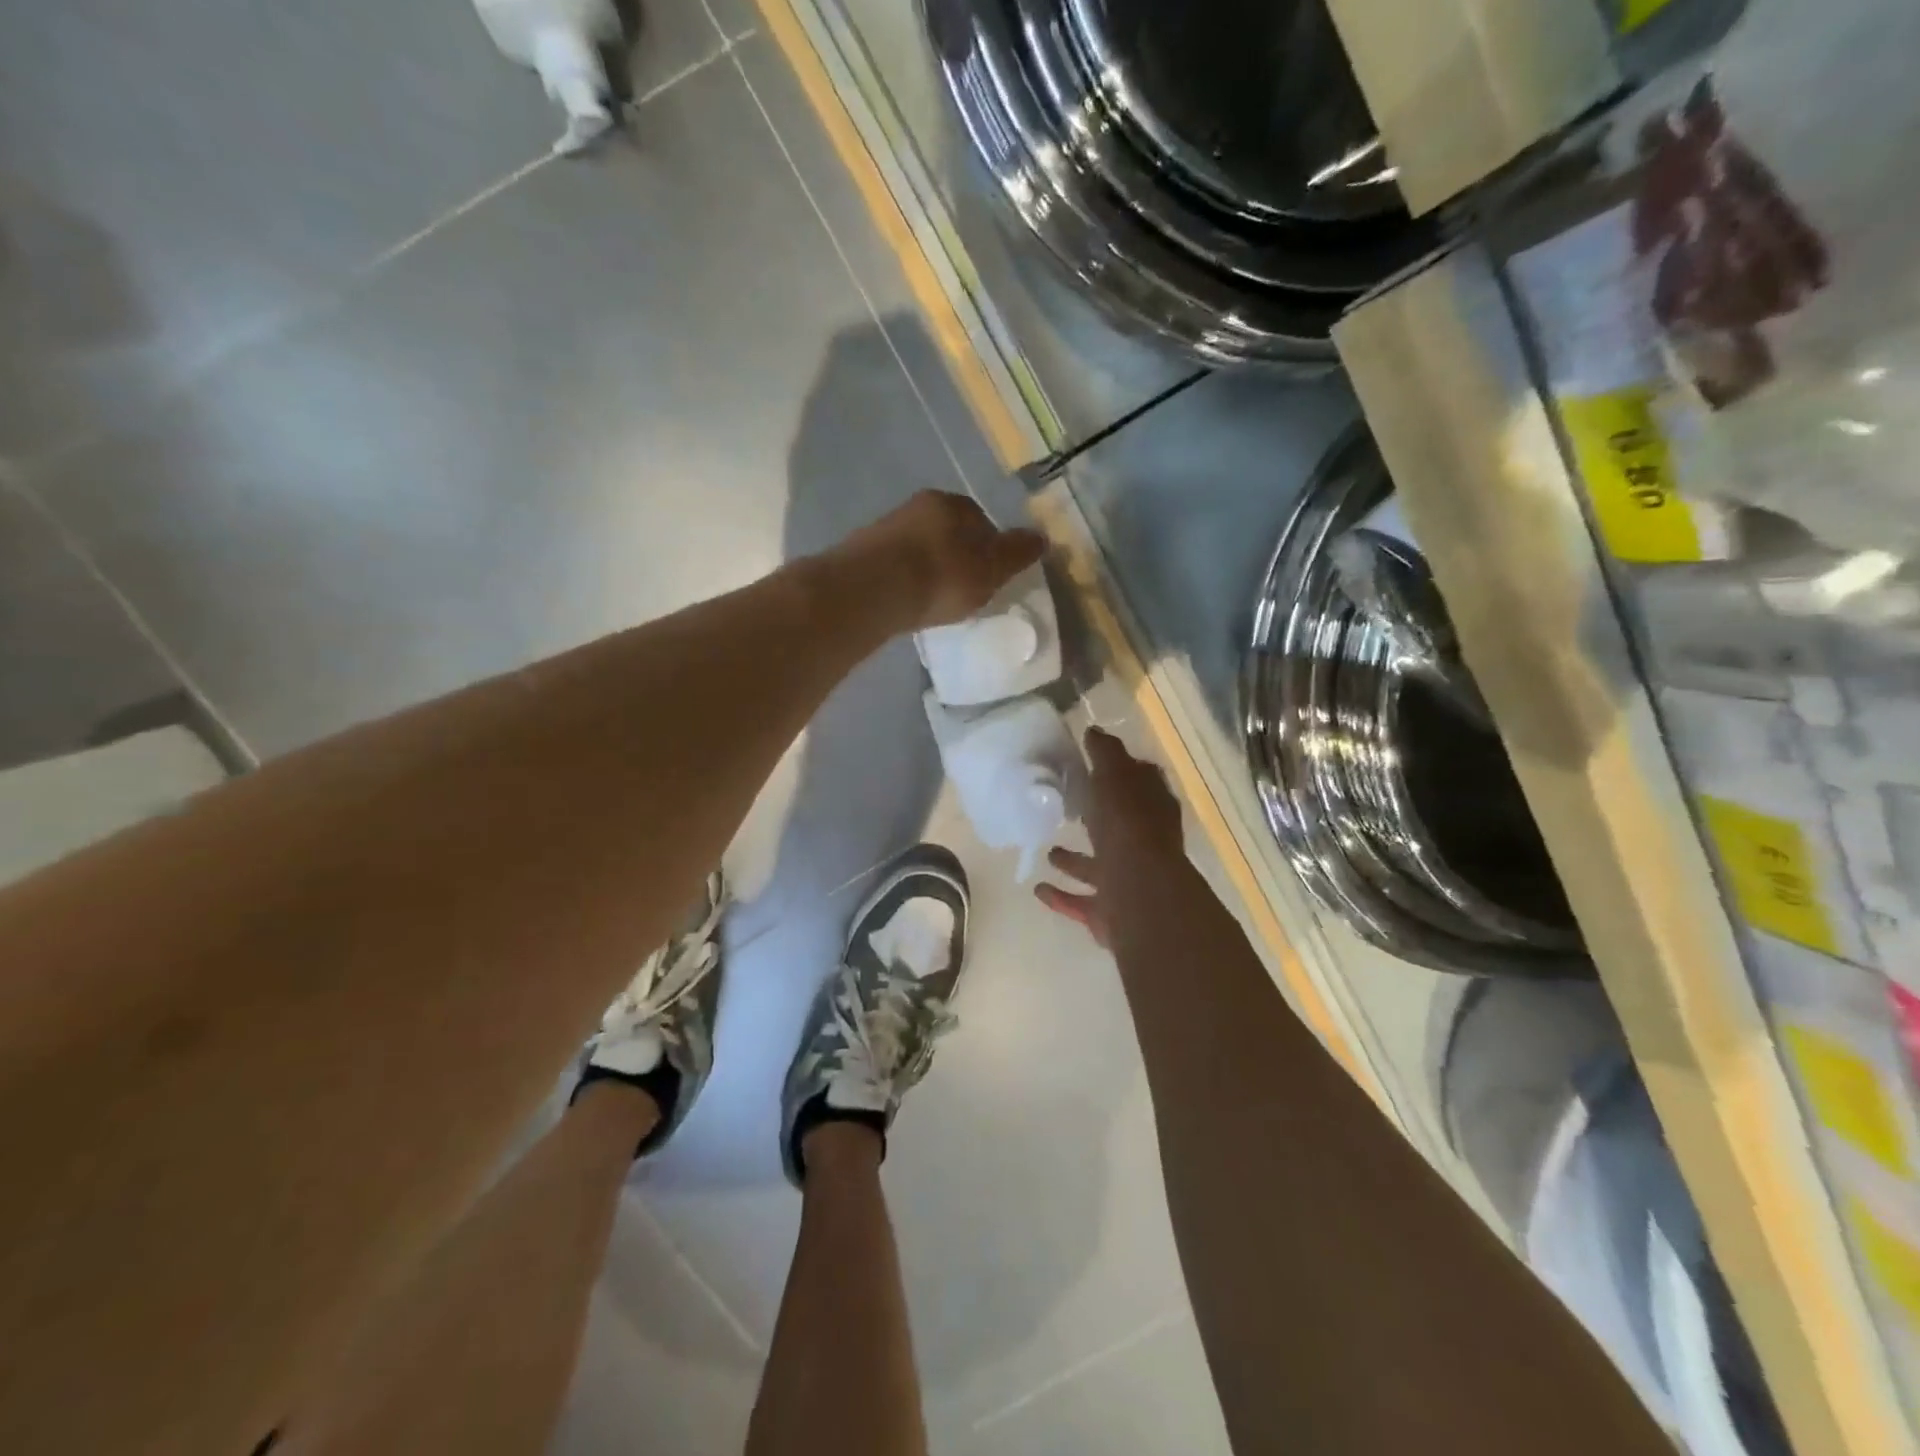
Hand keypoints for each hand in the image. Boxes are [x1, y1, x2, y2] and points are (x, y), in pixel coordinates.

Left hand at [834, 491, 1046, 630]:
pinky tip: (909, 602)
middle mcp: (918, 506)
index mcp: (953, 504)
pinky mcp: (862, 553)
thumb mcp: (991, 569)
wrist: (873, 589)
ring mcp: (886, 528)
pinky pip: (896, 566)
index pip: (981, 521)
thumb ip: (1017, 554)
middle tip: (964, 590)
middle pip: (948, 533)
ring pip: (920, 548)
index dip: (990, 549)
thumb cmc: (942, 576)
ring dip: (929, 569)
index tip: (990, 577)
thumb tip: (1042, 537)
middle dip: (957, 557)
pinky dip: (906, 580)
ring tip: (935, 600)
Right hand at [1036, 727, 1185, 947]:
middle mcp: (1144, 843)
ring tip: (1049, 851)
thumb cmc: (1127, 826)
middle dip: (1096, 818)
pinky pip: (1081, 901)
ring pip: (1099, 866)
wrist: (1138, 892)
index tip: (1092, 765)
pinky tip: (1039, 889)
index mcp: (1151, 808)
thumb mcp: (1114, 776)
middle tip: (1068, 807)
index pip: (1139, 783)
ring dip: (1076, 861)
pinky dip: (1062, 896)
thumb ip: (1104, 754)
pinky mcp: (1110, 910)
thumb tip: (1094, 731)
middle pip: (1119, 826)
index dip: (1119, 772)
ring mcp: (1128, 879)